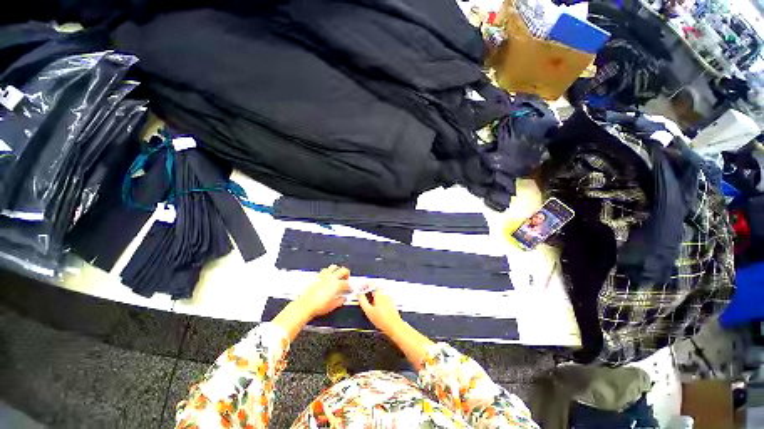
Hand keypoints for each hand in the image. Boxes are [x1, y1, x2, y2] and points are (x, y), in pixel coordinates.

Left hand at [296, 265, 351, 317]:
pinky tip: (328, 277)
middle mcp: (331, 278)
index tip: (350, 289)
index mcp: (337, 284)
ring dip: (338, 270)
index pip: (347, 283)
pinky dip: (329, 272)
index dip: (350, 287)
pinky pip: (326, 270)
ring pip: (334, 267)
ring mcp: (324, 276)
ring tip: (338, 276)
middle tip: (346, 279)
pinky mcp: (317, 276)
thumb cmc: (318, 306)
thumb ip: (340, 300)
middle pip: (343, 270)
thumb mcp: (333, 305)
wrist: (305, 305)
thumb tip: (343, 298)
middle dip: (347, 274)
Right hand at [357, 288, 403, 333]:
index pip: (371, 283)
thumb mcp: (368, 311)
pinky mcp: (391, 302)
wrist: (394, 326)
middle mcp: (385, 293)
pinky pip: (384, 297)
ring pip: (379, 292)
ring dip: (374, 295)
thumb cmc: (382, 320)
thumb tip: (359, 295)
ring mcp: (389, 297)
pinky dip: (379, 299)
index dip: (365, 285)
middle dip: (369, 290)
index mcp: (379, 294)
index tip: (361, 288)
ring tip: (370, 303)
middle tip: (364, 296)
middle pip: (375, 287)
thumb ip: (362, 301)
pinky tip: (377, 307)